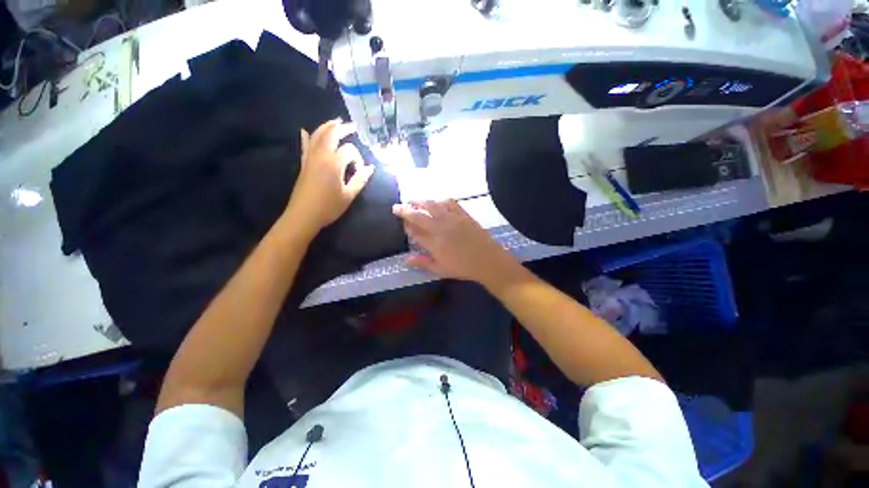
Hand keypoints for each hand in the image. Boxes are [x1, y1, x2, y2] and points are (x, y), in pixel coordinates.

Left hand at [287, 120, 374, 233]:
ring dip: (327, 127)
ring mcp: (310, 158)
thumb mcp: (349, 195)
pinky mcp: (304, 164)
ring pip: (317, 136)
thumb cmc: (329, 207)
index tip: (361, 172)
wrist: (303, 215)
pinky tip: (305, 131)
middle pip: (332, 134)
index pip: (350, 151)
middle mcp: (321, 155)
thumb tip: (371, 168)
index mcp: (334, 163)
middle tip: (353, 126)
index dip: (358, 159)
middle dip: (343, 128)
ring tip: (336, 122)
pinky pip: (305, 146)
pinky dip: (306, 137)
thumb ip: (360, 180)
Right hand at [393, 200, 516, 284]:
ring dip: (420, 201)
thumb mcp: (441, 269)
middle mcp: (440, 228)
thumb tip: (405, 259)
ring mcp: (452, 219)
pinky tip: (437, 201)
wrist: (487, 261)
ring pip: (432, 205)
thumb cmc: (463, 268)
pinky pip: (450, 202)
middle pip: (419, 216)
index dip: (406, 225)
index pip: (414, 231)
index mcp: (434, 243)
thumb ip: (422, 263)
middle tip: (397, 206)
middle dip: (405, 210)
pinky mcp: (463, 214)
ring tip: (413, 200)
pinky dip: (441, 200)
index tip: (401, 222)